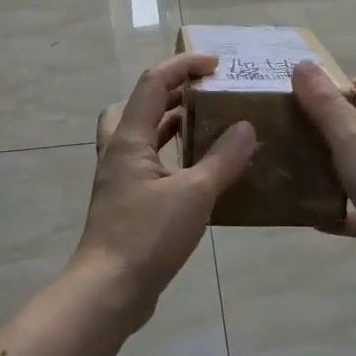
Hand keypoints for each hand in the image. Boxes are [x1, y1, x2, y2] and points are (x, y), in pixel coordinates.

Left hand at [71, 54, 256, 322]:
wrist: (109, 291)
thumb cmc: (147, 236)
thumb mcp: (195, 194)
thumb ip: (223, 158)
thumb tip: (246, 126)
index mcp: (129, 139)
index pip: (153, 82)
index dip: (184, 66)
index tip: (217, 65)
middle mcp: (120, 151)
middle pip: (141, 103)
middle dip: (175, 90)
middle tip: (209, 93)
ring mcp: (120, 178)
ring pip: (143, 134)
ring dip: (172, 122)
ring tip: (209, 124)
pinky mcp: (127, 201)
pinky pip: (151, 163)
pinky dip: (173, 155)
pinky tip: (201, 170)